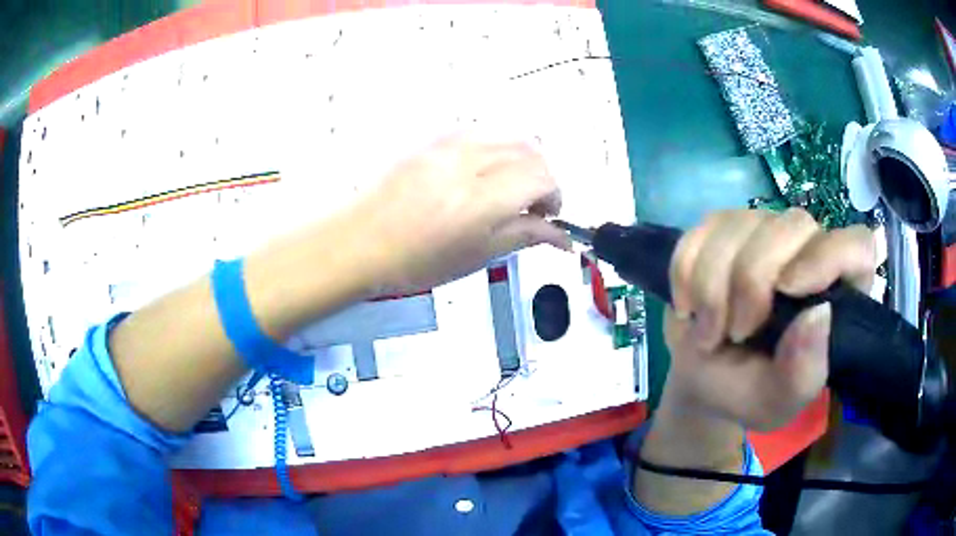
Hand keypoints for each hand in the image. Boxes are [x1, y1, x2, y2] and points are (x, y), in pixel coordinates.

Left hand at [354, 135, 569, 292]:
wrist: (361, 241)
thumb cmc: (414, 261)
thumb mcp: (477, 257)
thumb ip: (524, 236)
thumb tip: (559, 235)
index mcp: (482, 199)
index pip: (543, 178)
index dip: (555, 196)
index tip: (548, 216)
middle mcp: (470, 161)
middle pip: (532, 150)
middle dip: (543, 176)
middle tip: (532, 205)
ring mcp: (449, 144)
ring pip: (509, 135)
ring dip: (523, 159)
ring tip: (509, 187)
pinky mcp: (434, 138)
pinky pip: (481, 131)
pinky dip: (497, 147)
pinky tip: (484, 172)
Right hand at [664, 209, 876, 430]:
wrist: (701, 379)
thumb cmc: (747, 392)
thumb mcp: (776, 403)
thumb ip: (802, 374)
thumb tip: (819, 315)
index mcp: (836, 294)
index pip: (856, 247)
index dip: (828, 256)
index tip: (788, 288)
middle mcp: (807, 251)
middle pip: (791, 226)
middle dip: (751, 282)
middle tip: (734, 332)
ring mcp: (763, 232)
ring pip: (738, 225)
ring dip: (711, 287)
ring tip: (709, 330)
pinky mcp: (723, 228)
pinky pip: (699, 232)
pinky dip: (684, 274)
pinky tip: (689, 306)